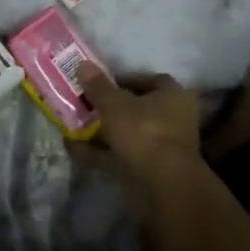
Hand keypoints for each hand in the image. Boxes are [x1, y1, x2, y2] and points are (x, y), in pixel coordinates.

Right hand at [76, 63, 201, 179]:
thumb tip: (82, 64)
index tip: (102, 82)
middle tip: (87, 103)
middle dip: (113, 107)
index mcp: (174, 96)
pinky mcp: (151, 172)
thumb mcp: (114, 103)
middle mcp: (174, 120)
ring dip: (105, 131)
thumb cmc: (144, 131)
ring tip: (75, 125)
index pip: (151, 80)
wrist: (162, 187)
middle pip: (139, 109)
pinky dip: (101, 153)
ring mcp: (163, 148)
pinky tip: (75, 149)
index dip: (126, 79)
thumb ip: (98, 85)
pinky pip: (122, 156)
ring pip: (129, 134)